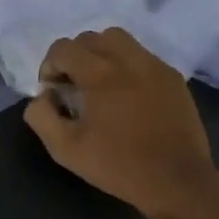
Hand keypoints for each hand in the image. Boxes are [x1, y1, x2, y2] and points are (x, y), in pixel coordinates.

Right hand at [24, 27, 218, 217]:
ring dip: (102, 54)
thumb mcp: (65, 149)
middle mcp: (127, 59)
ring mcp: (154, 65)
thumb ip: (41, 116)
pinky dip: (127, 65)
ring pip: (119, 40)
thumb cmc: (118, 165)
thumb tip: (43, 96)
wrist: (176, 181)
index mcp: (99, 73)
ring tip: (101, 83)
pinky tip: (129, 95)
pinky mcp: (172, 76)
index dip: (50, 67)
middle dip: (74, 57)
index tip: (54, 92)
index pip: (63, 48)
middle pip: (90, 38)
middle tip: (74, 86)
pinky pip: (142, 57)